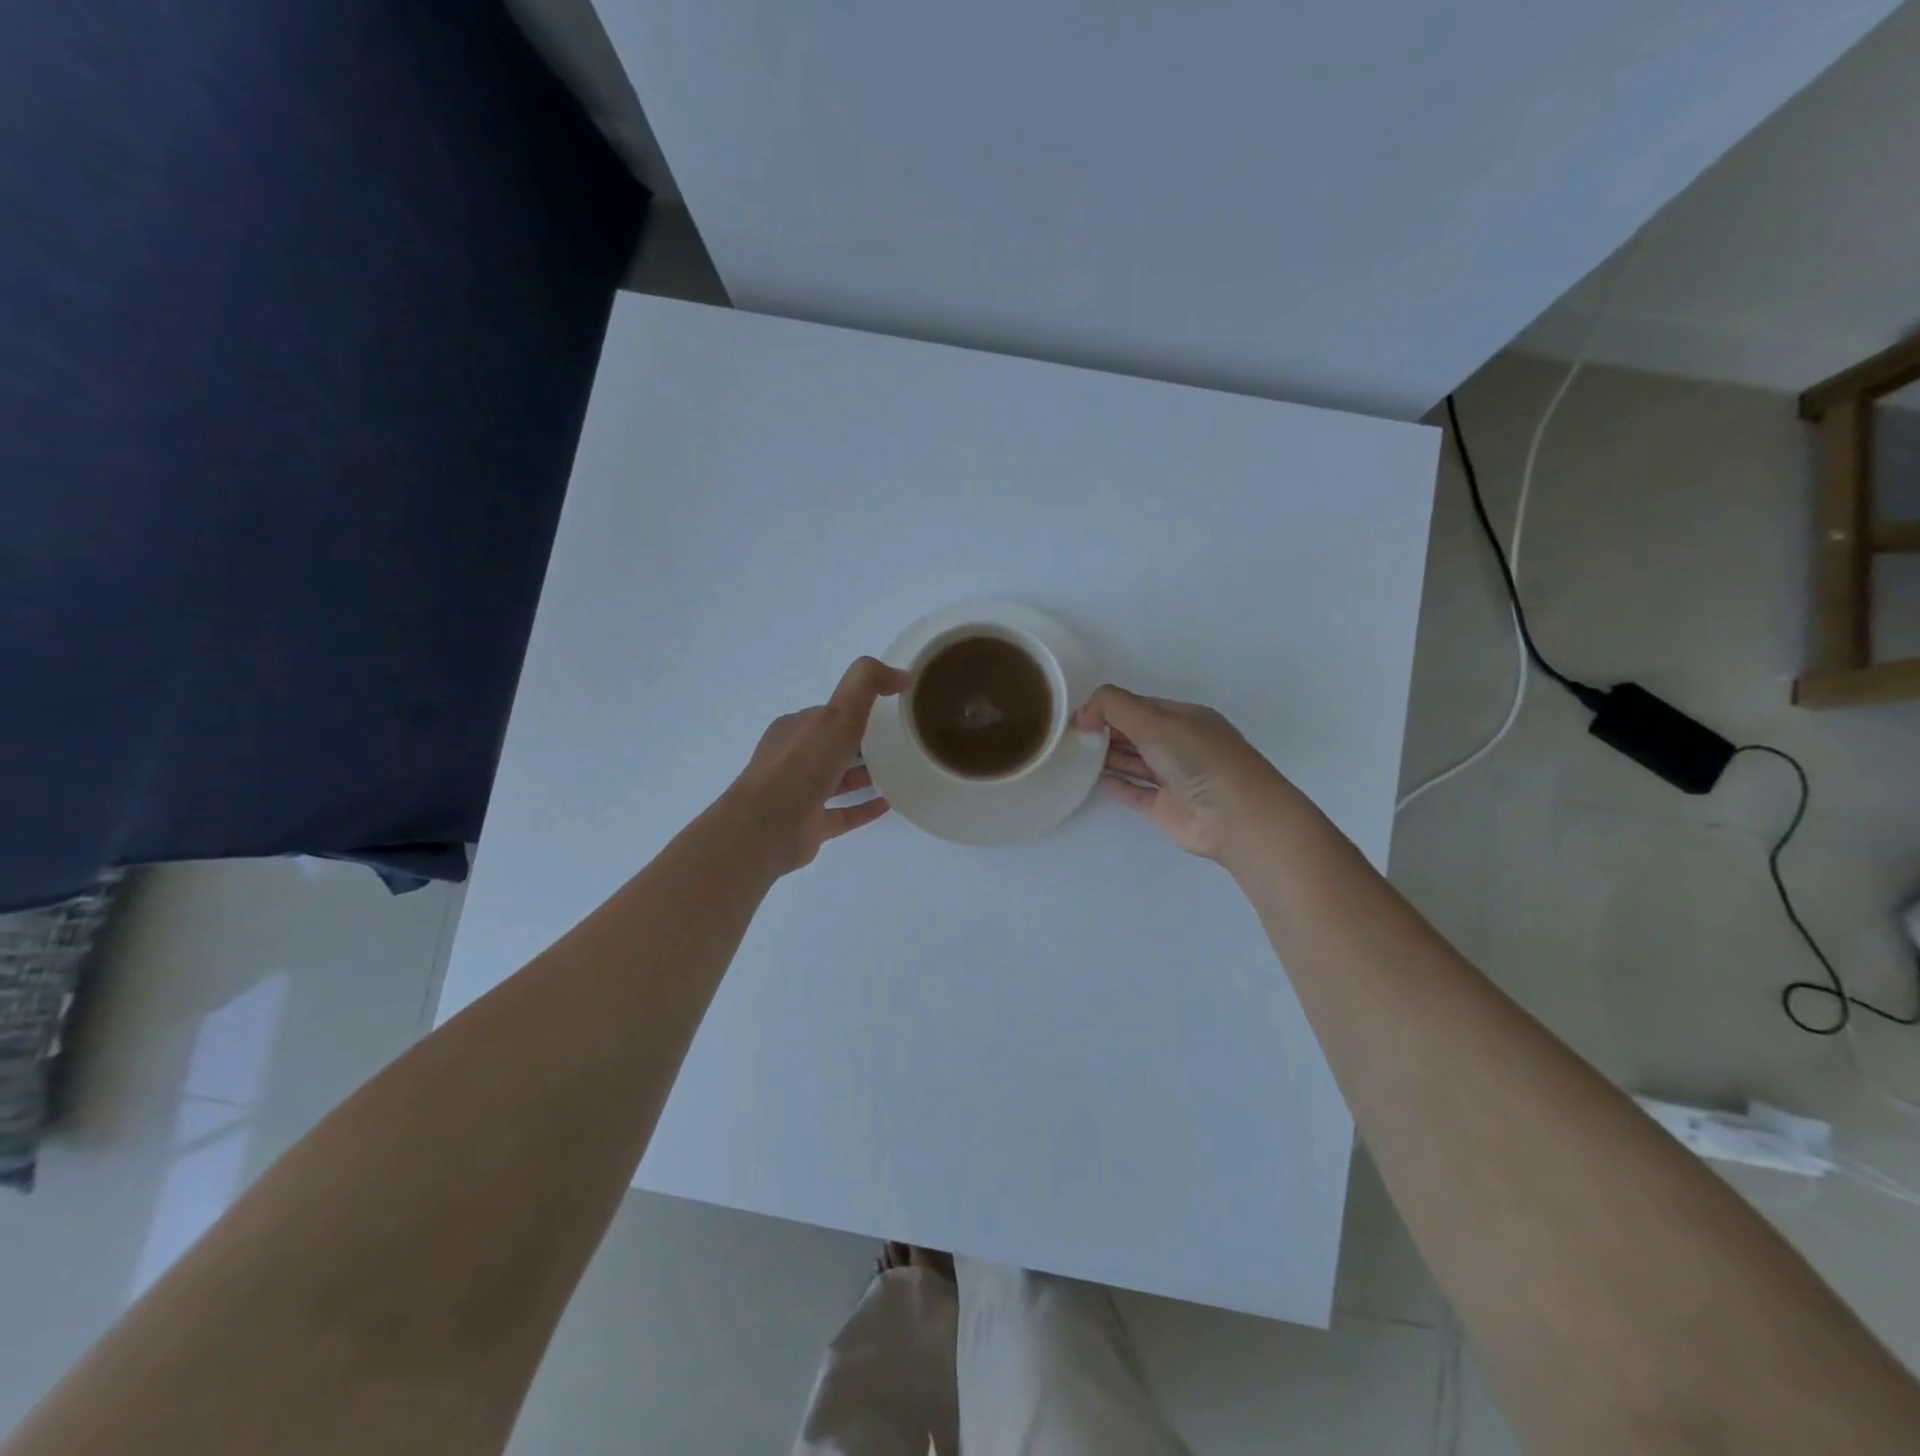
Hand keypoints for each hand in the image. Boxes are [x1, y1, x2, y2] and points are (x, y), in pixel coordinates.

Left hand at [732, 656, 910, 873]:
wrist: (766, 829)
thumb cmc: (801, 766)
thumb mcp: (838, 714)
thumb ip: (867, 685)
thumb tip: (901, 675)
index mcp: (796, 729)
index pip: (830, 714)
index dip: (858, 710)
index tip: (892, 712)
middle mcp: (794, 759)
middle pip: (834, 746)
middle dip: (863, 743)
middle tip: (901, 743)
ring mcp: (800, 795)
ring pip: (838, 781)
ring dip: (865, 775)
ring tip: (901, 772)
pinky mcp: (809, 826)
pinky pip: (842, 814)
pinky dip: (864, 808)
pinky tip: (889, 804)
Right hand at [1072, 685, 1289, 861]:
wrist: (1233, 815)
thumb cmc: (1197, 757)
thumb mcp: (1154, 719)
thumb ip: (1113, 707)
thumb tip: (1082, 714)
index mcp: (1184, 718)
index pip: (1141, 707)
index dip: (1111, 708)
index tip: (1080, 716)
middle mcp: (1180, 745)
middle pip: (1136, 733)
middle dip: (1106, 731)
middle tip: (1071, 736)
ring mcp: (1173, 777)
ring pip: (1135, 762)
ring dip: (1108, 756)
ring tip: (1075, 754)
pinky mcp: (1165, 806)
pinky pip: (1135, 791)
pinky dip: (1116, 783)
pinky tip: (1093, 779)